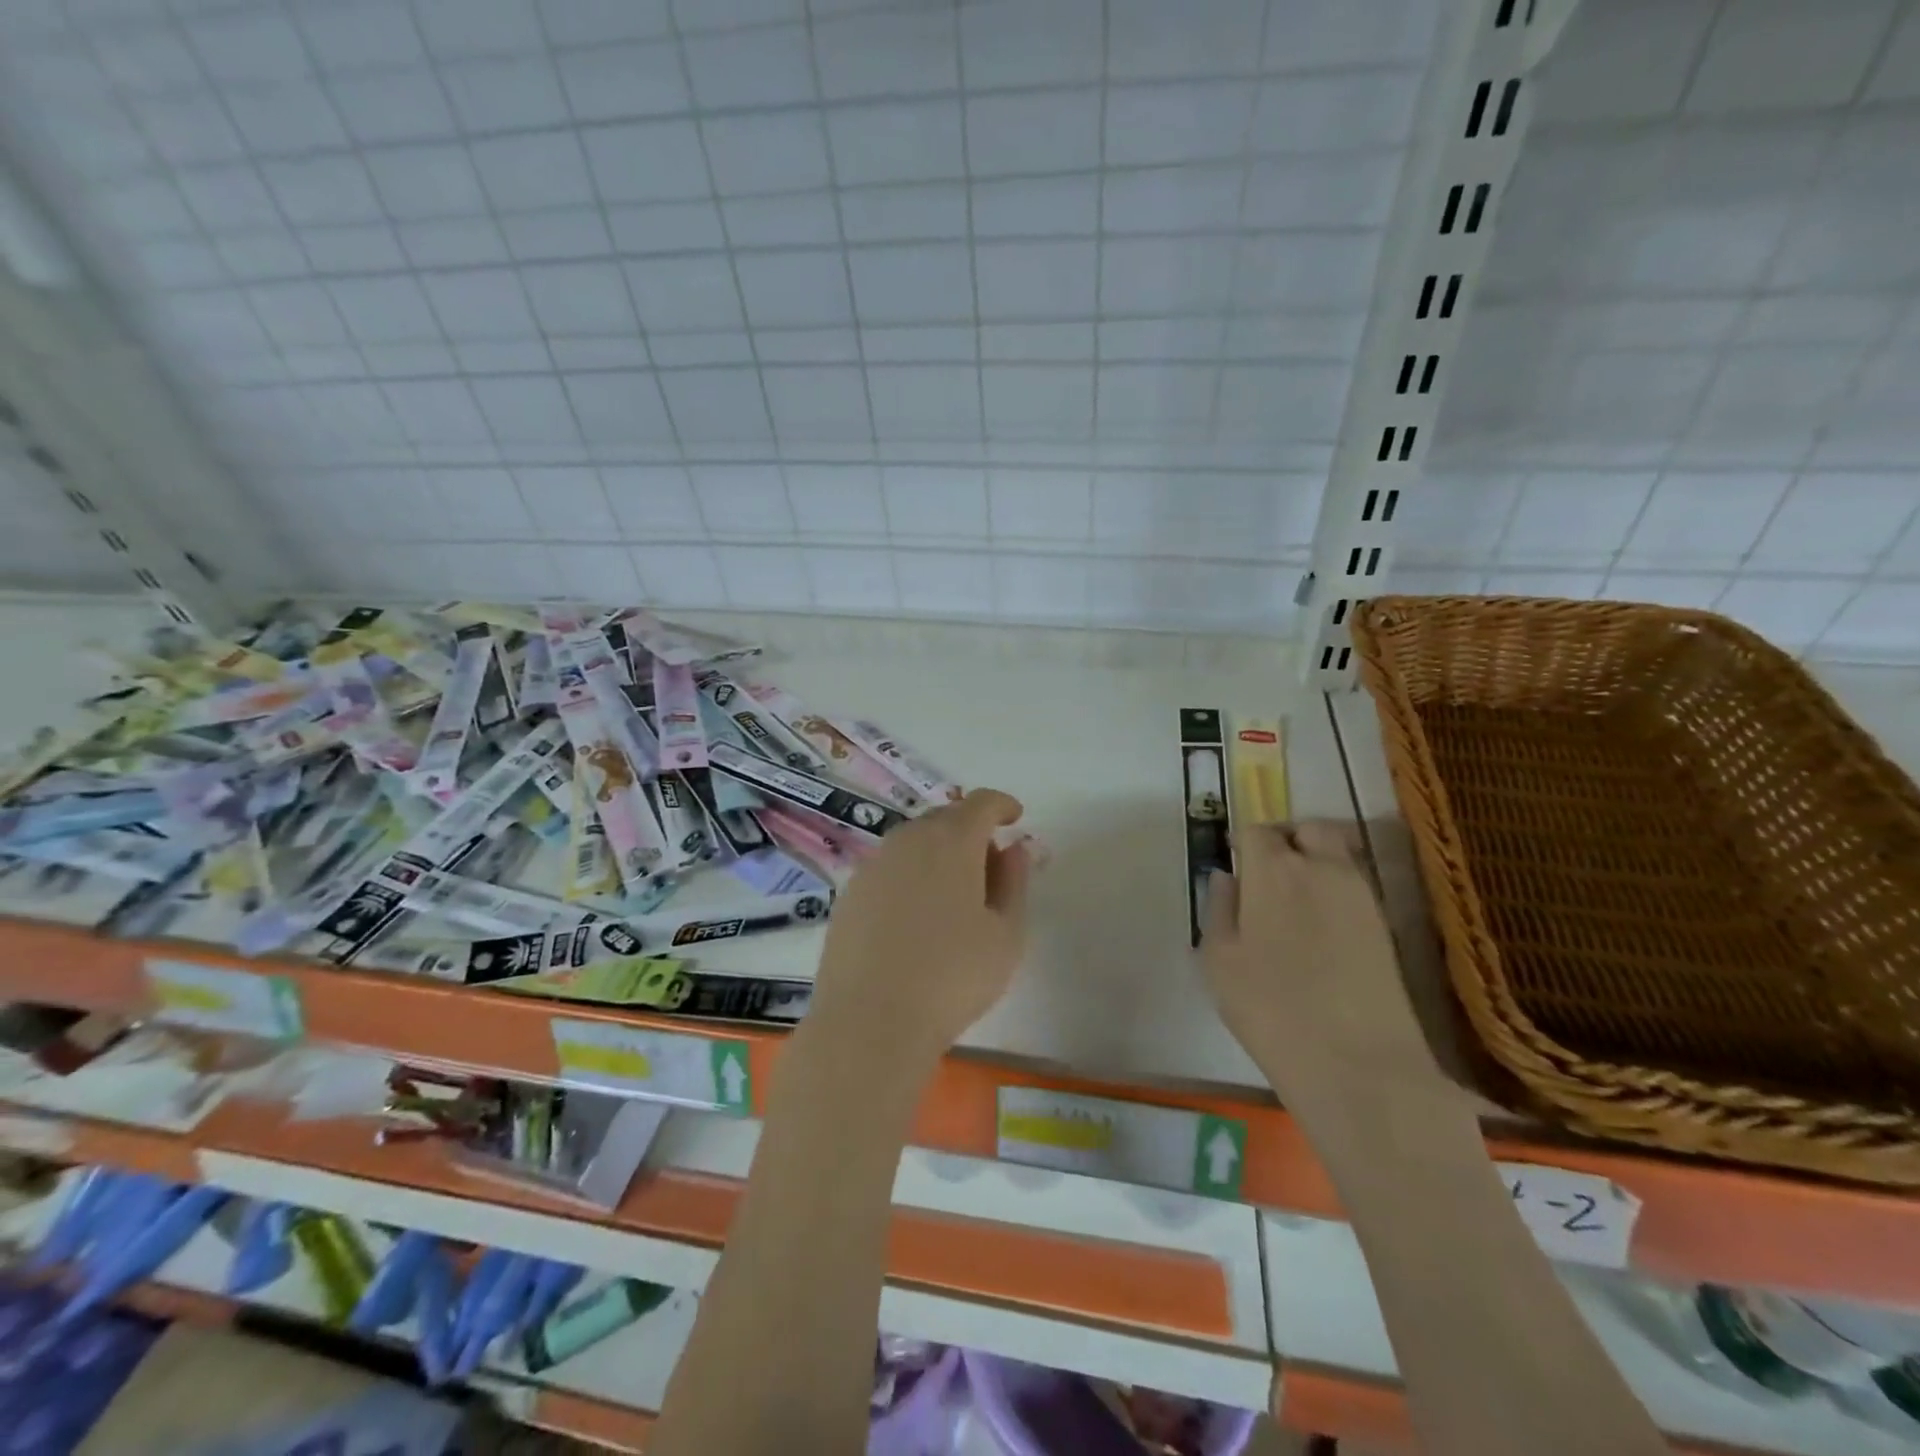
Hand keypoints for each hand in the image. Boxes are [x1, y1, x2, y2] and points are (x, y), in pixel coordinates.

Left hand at [808, 788, 1030, 1072]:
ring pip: (913, 841)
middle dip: (971, 830)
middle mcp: (908, 840)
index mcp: (952, 841)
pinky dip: (910, 874)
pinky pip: (889, 867)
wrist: (870, 1019)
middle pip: (945, 818)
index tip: (1015, 818)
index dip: (1002, 805)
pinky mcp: (850, 892)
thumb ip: (1014, 882)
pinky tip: (916, 914)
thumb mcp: (1006, 934)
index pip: (981, 803)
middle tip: (990, 864)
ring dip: (938, 852)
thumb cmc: (953, 977)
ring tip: (954, 892)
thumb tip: (1014, 849)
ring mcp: (873, 864)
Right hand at [1201, 821, 1440, 1107]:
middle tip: (1268, 875)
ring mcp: (1362, 895)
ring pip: (1338, 855)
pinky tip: (1321, 930)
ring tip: (1296, 904)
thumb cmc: (1270, 1008)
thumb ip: (1219, 908)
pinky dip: (1336, 892)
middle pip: (1309, 829)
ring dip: (1315, 864)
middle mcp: (1323, 868)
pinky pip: (1356, 888)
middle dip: (1288, 840)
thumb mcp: (1219, 959)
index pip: (1257, 830)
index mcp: (1275, 870)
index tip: (1236, 866)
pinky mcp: (1388, 925)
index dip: (1243, 844)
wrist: (1358, 1064)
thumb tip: (1227, 877)